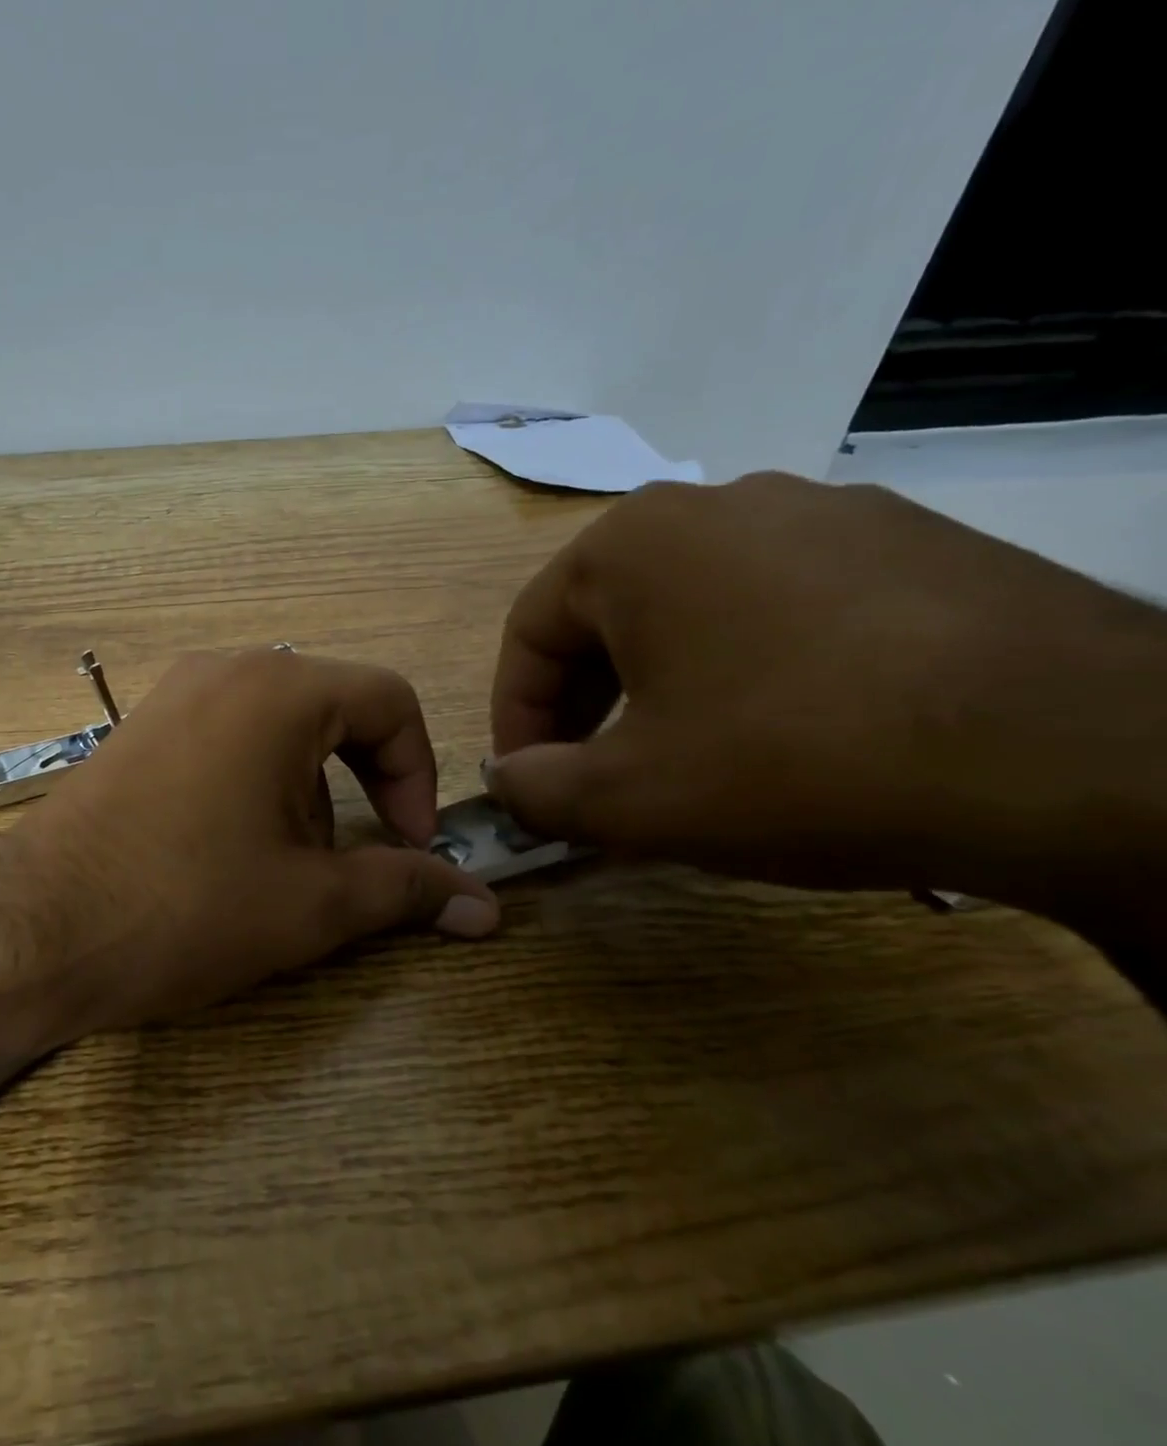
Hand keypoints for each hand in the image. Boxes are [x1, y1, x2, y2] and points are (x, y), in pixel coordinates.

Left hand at [0, 649, 498, 1032]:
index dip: (419, 772)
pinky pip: (225, 737)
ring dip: (305, 791)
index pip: (389, 701)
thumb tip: (485, 905)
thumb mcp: (309, 905)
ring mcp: (172, 695)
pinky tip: (223, 850)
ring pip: (277, 728)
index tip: (413, 843)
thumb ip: (404, 890)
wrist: (32, 931)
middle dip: (359, 785)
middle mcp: (224, 670)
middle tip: (342, 862)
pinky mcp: (138, 729)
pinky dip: (252, 783)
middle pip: (332, 710)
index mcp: (278, 690)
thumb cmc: (184, 908)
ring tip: (276, 866)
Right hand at [485, 473, 1166, 924]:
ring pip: (693, 610)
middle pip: (608, 616)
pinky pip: (782, 608)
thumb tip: (506, 780)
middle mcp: (721, 504)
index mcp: (633, 542)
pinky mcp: (912, 544)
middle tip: (596, 777)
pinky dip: (748, 669)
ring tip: (686, 759)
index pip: (530, 633)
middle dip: (585, 705)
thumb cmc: (795, 760)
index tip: (528, 781)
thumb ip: (533, 790)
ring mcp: (828, 514)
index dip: (515, 717)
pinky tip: (785, 732)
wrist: (1082, 759)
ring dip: (661, 687)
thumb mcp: (628, 799)